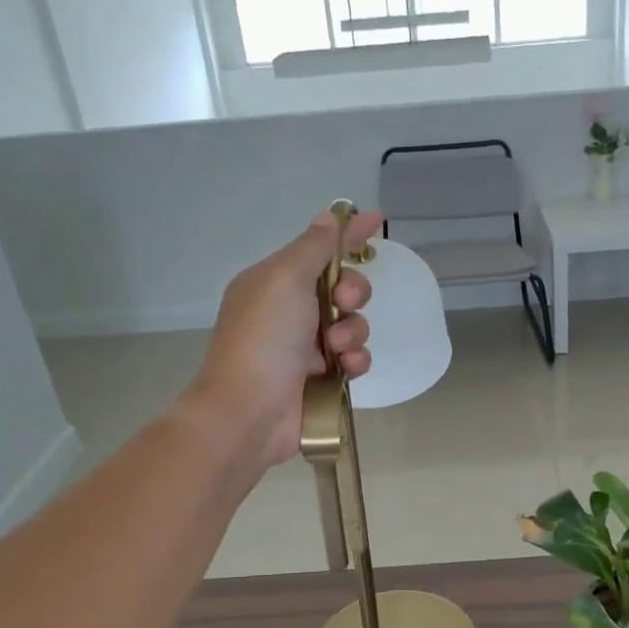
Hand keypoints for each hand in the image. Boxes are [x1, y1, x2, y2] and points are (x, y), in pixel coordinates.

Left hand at [189, 207, 381, 469]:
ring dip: (353, 331)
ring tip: (336, 349)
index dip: (348, 234)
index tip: (378, 219)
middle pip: (343, 287)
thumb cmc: (264, 338)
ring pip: (353, 324)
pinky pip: (354, 359)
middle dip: (352, 292)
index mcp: (275, 282)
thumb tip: (328, 217)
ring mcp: (306, 348)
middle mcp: (291, 311)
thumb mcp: (285, 279)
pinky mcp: (322, 380)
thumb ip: (314, 248)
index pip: (320, 249)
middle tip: (343, 302)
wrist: (250, 411)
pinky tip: (345, 369)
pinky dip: (354, 361)